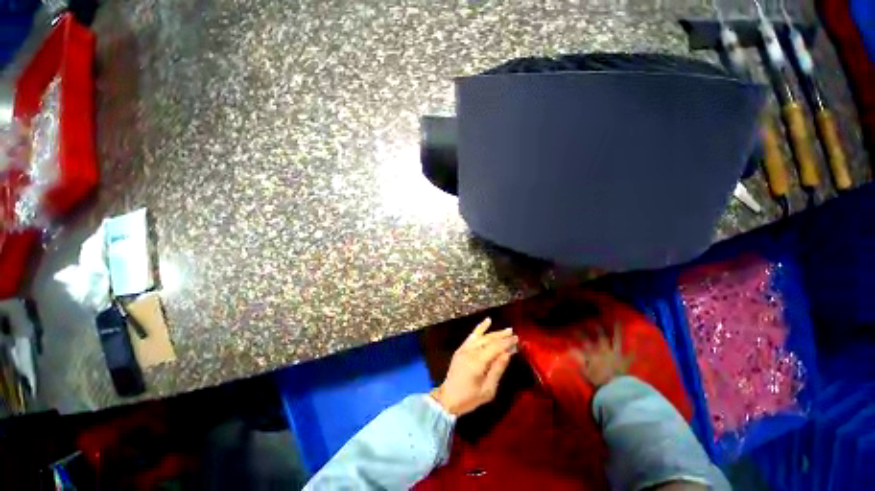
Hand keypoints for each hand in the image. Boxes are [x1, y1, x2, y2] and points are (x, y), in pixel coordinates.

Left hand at [431, 318, 517, 415]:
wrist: (447, 398)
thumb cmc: (469, 398)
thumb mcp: (488, 390)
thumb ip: (497, 370)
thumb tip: (507, 354)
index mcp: (477, 363)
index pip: (495, 348)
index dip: (506, 342)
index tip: (517, 339)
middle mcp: (470, 352)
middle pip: (488, 340)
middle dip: (502, 336)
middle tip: (513, 333)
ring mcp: (464, 349)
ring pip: (481, 337)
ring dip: (494, 332)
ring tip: (506, 329)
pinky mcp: (461, 349)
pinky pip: (472, 336)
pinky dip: (480, 328)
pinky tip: (487, 321)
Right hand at [572, 322, 632, 387]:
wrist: (616, 390)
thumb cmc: (598, 381)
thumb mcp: (584, 371)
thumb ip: (578, 358)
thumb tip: (570, 348)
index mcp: (593, 353)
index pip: (584, 341)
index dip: (578, 334)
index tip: (573, 329)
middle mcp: (605, 351)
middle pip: (601, 337)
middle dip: (597, 328)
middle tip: (595, 321)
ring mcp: (616, 355)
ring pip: (616, 340)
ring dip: (617, 331)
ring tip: (617, 321)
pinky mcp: (625, 361)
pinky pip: (631, 354)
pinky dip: (634, 350)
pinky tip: (636, 344)